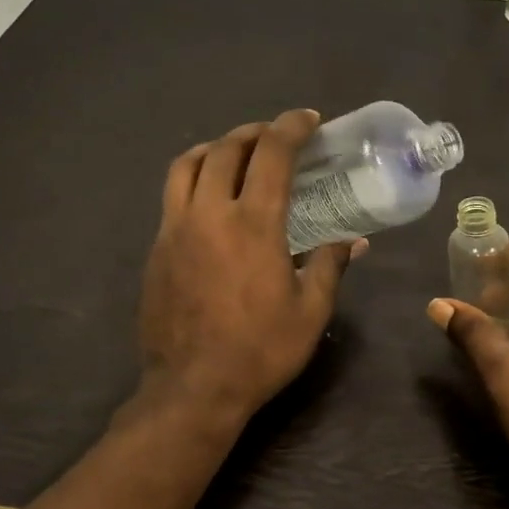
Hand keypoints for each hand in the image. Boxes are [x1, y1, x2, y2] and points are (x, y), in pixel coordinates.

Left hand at [139, 108, 357, 428]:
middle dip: (253, 132)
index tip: (308, 120)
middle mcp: (209, 214)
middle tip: (274, 136)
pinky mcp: (156, 250)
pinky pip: (172, 197)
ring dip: (213, 149)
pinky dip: (193, 181)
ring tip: (233, 154)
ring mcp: (175, 230)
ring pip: (186, 166)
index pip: (272, 153)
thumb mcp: (310, 311)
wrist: (193, 388)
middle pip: (225, 149)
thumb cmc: (260, 350)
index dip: (292, 127)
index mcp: (253, 224)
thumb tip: (352, 242)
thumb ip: (329, 266)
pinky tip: (210, 202)